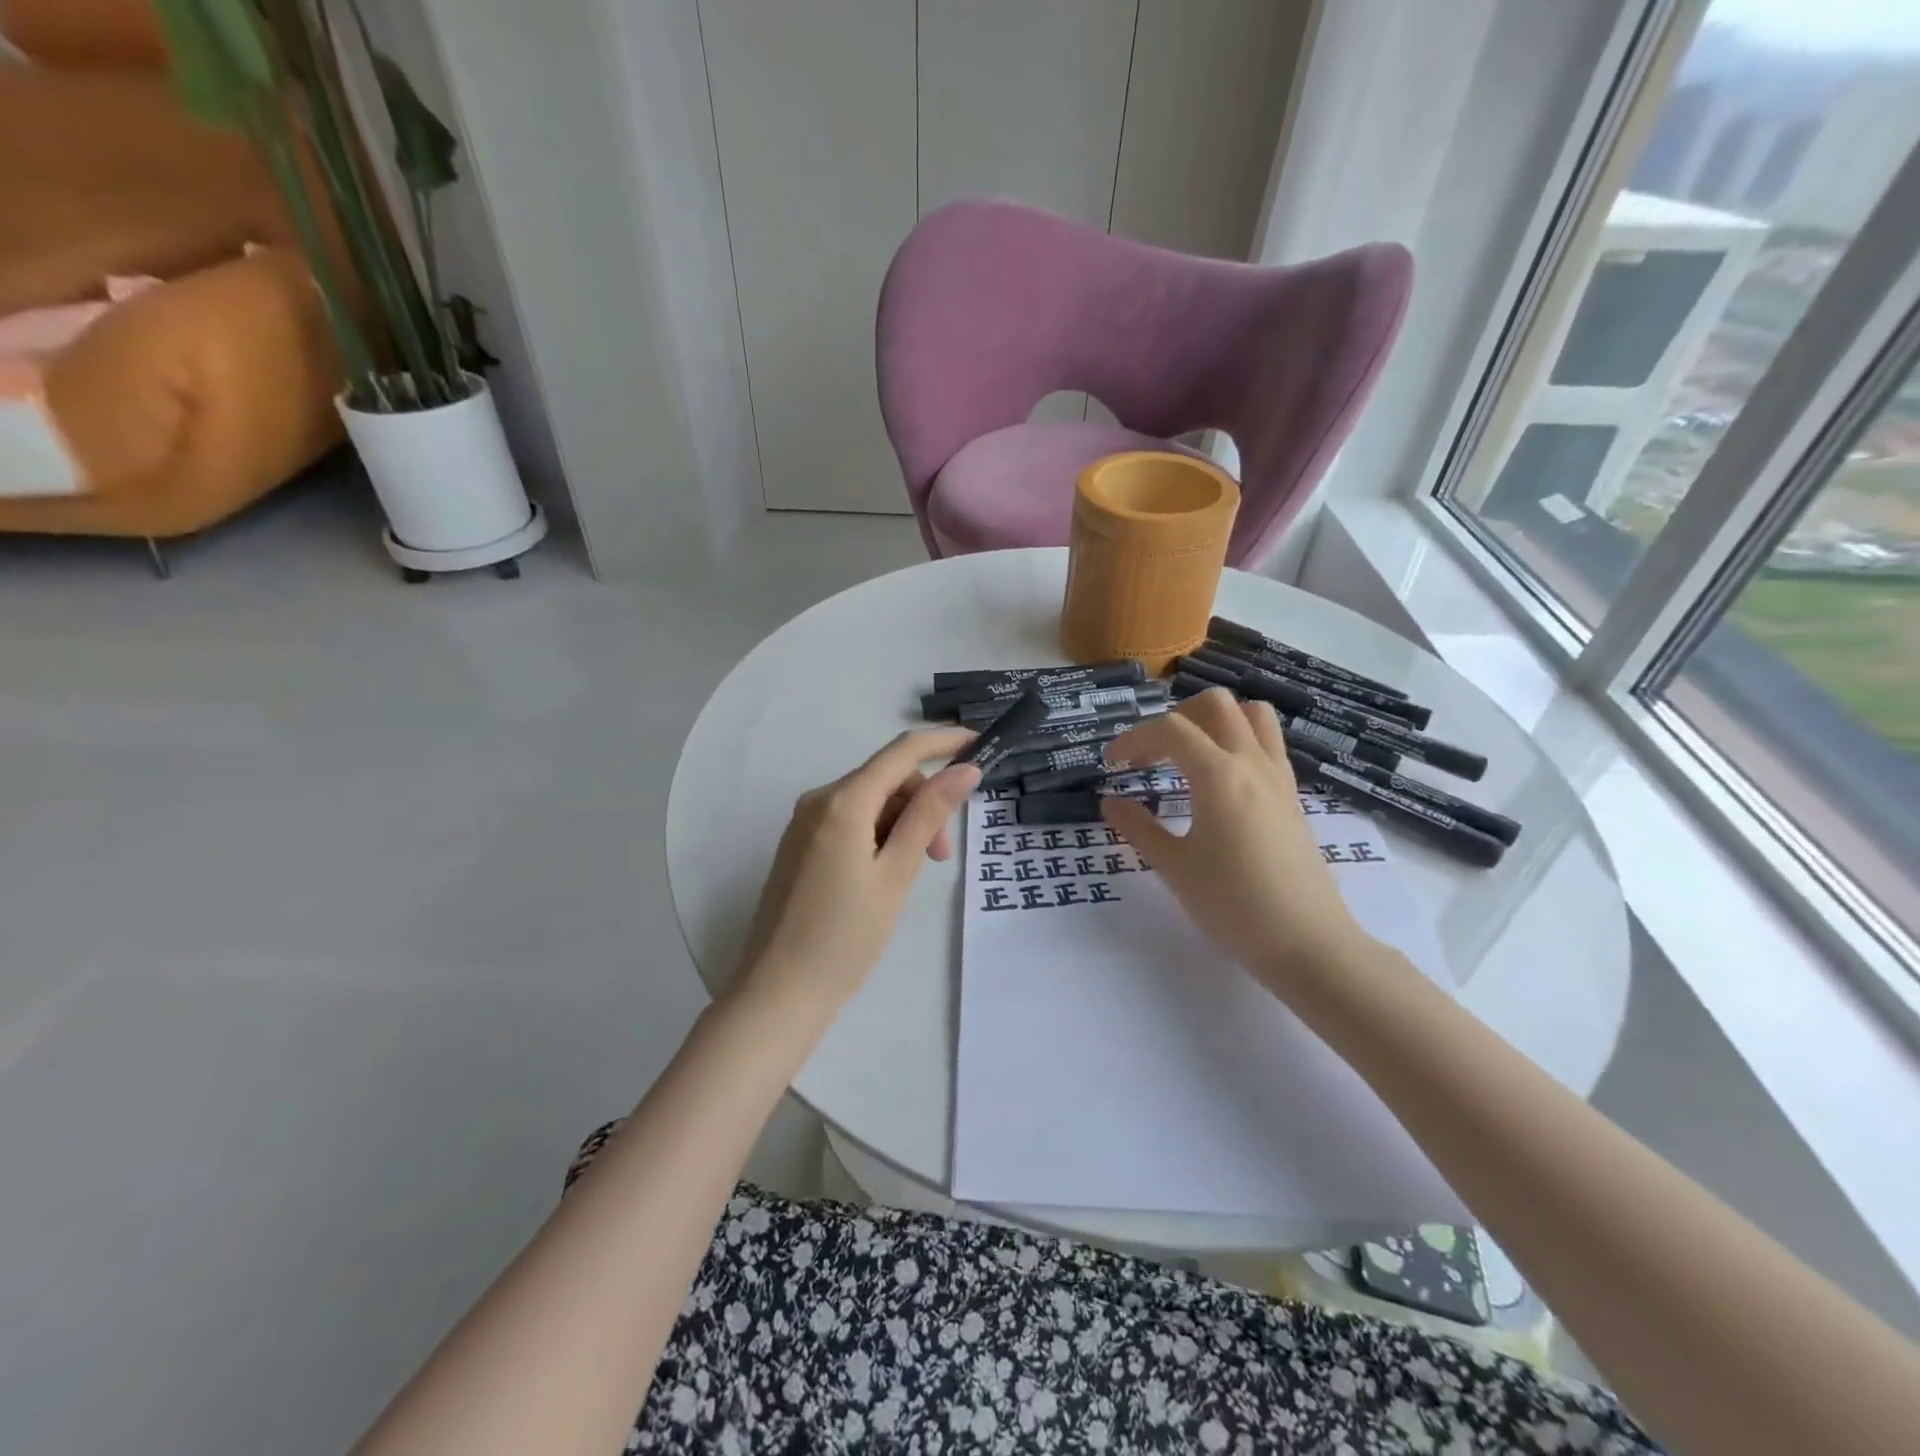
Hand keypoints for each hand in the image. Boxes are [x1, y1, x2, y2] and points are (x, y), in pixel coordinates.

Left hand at [736, 728, 979, 1015]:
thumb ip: (929, 816)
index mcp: (842, 802)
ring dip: (903, 823)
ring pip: (869, 802)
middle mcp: (818, 800)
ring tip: (915, 873)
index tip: (980, 745)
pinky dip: (878, 834)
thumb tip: (964, 769)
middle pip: (886, 778)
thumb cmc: (845, 937)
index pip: (902, 751)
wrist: (779, 993)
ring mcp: (804, 823)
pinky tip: (885, 873)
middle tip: (943, 857)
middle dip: (924, 804)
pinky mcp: (799, 845)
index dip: (943, 742)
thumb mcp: (896, 873)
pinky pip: (849, 821)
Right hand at [1101, 689, 1371, 988]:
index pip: (1170, 730)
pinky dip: (1239, 742)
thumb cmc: (1232, 905)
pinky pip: (1268, 744)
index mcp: (1219, 775)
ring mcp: (1278, 777)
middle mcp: (1252, 763)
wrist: (1306, 943)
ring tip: (1190, 756)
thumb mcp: (1174, 867)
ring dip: (1215, 721)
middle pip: (1215, 704)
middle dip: (1175, 717)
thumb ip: (1137, 827)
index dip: (1133, 739)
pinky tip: (1220, 781)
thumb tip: (1109, 801)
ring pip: (1252, 715)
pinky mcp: (1292, 797)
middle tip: (1153, 754)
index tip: (1111, 764)